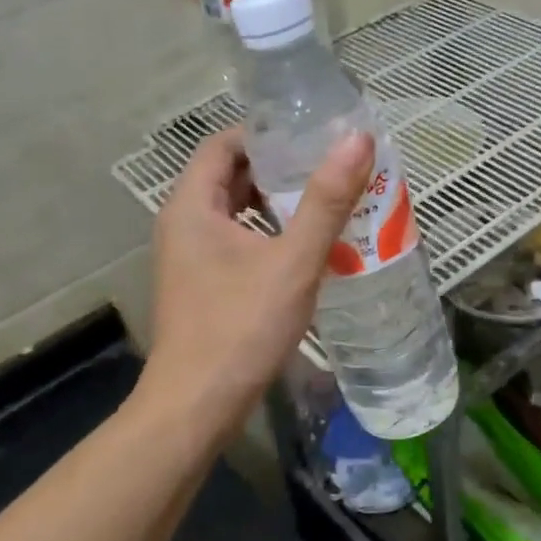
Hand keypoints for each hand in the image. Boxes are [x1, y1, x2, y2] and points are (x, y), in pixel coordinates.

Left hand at [140, 128, 374, 439]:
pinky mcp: (202, 286)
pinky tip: (307, 249)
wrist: (197, 407)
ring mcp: (190, 258)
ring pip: (236, 213)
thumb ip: (326, 201)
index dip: (266, 133)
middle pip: (230, 176)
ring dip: (276, 205)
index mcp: (192, 206)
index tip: (312, 135)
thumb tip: (356, 141)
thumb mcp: (293, 261)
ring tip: (327, 203)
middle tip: (329, 167)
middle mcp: (183, 224)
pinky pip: (237, 243)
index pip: (224, 144)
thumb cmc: (241, 327)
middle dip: (279, 169)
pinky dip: (269, 236)